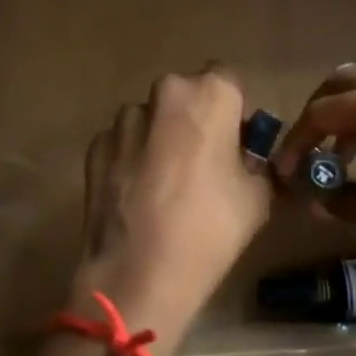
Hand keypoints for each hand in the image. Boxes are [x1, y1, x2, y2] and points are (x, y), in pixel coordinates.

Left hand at [71, 66, 271, 355]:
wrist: (138, 275)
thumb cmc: (210, 229)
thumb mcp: (259, 197)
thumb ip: (257, 163)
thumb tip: (248, 159)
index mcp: (210, 95)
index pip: (229, 79)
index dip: (234, 109)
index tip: (235, 141)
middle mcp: (164, 94)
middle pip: (186, 95)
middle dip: (195, 119)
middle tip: (204, 162)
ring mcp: (124, 120)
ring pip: (152, 118)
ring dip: (161, 137)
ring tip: (166, 184)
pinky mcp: (96, 146)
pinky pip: (124, 143)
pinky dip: (133, 158)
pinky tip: (138, 196)